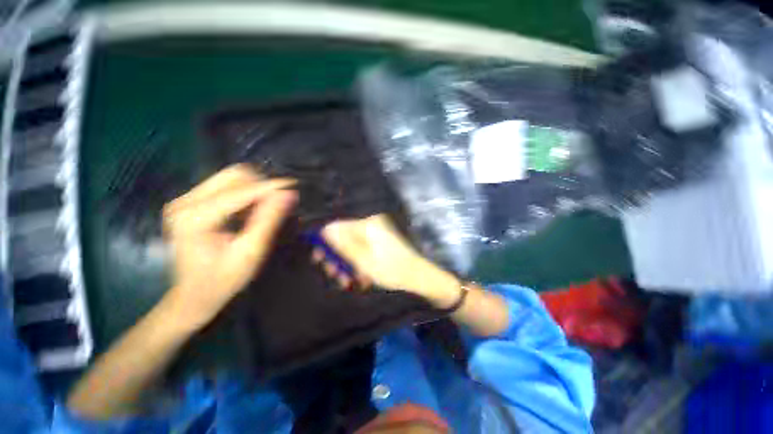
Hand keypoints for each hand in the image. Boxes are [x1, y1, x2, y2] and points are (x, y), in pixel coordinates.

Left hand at [162, 165, 296, 327]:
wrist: (193, 296)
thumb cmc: (223, 280)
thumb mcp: (251, 252)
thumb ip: (268, 220)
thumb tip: (288, 194)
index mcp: (195, 217)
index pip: (241, 191)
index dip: (271, 186)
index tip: (294, 185)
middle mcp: (184, 202)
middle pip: (232, 176)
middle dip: (260, 185)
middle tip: (277, 202)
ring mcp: (183, 200)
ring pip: (228, 178)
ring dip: (253, 189)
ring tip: (264, 209)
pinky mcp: (189, 202)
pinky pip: (223, 186)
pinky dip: (243, 194)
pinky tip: (249, 212)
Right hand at [320, 214, 456, 296]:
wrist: (417, 277)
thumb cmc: (390, 269)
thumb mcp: (362, 260)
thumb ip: (342, 244)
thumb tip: (324, 230)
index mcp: (367, 224)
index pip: (338, 227)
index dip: (325, 243)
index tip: (319, 260)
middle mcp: (371, 225)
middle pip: (344, 238)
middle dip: (338, 259)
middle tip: (336, 276)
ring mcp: (377, 235)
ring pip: (353, 248)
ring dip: (348, 266)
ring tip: (349, 282)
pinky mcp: (380, 244)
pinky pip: (363, 252)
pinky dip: (360, 265)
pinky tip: (361, 279)